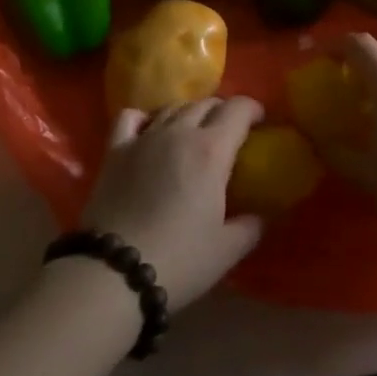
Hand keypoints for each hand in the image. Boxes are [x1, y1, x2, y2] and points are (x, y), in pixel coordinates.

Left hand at [81, 97, 266, 305]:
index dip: (253, 109)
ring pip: (172, 107)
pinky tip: (149, 129)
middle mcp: (178, 133)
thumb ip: (251, 226)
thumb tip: (262, 216)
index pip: (238, 110)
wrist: (114, 271)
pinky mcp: (115, 150)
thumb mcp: (227, 250)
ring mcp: (143, 138)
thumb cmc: (179, 260)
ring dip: (189, 113)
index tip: (260, 121)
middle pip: (206, 104)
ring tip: (194, 132)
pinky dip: (145, 116)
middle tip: (230, 132)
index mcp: (212, 150)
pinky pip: (131, 117)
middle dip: (223, 111)